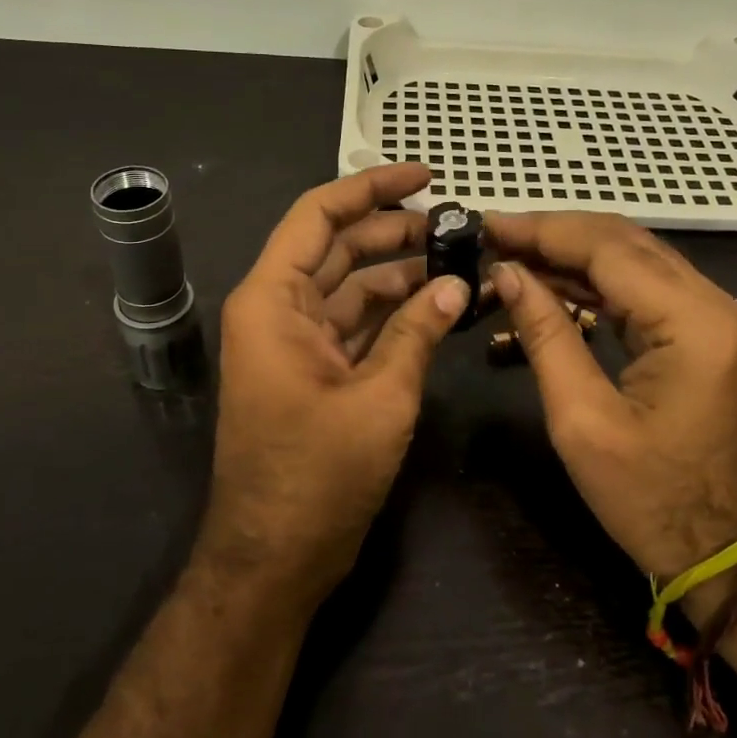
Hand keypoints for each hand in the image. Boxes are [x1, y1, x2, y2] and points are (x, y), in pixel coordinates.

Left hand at [206, 164, 467, 602]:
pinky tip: (441, 307)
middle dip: (397, 232)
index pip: (319, 215)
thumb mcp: (379, 397)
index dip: (371, 188)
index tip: (425, 177)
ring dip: (403, 275)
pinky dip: (397, 315)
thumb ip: (418, 332)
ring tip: (461, 263)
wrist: (275, 560)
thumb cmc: (316, 476)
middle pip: (341, 248)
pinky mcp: (318, 373)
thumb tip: (457, 284)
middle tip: (459, 226)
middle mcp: (280, 311)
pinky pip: (359, 326)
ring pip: (354, 288)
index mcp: (274, 300)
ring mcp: (298, 344)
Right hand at [486, 212, 736, 577]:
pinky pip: (642, 290)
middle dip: (554, 234)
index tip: (486, 225)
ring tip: (509, 256)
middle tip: (493, 237)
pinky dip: (593, 283)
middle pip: (623, 242)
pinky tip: (549, 284)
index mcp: (691, 321)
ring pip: (632, 260)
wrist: (723, 554)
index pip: (607, 248)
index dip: (542, 231)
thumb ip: (546, 334)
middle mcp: (710, 303)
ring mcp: (711, 317)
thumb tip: (507, 273)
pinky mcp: (701, 334)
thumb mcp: (582, 420)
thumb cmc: (650, 499)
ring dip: (570, 255)